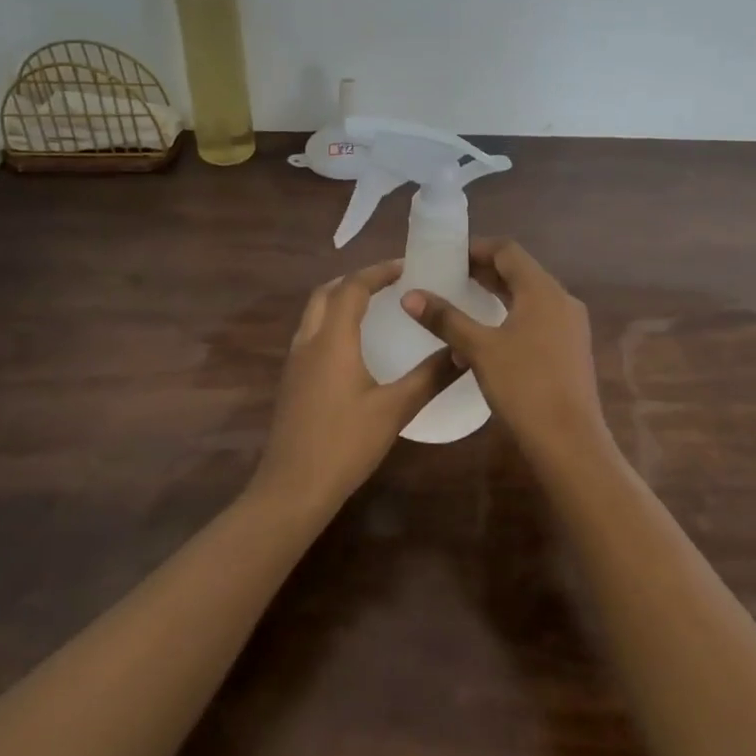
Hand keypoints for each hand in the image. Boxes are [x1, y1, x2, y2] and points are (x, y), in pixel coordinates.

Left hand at [251, 260, 456, 518]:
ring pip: (314, 314)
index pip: (352, 288)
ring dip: (339, 300)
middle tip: (388, 283)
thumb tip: (464, 351)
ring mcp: (294, 362)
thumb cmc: (345, 444)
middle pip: (325, 293)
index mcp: (332, 340)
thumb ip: (430, 377)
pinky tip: (353, 346)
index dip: (378, 272)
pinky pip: (310, 335)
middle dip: (355, 280)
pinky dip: (331, 323)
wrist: (293, 488)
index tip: (406, 267)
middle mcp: (308, 342)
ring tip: (373, 307)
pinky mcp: (291, 382)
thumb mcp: (395, 409)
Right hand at [402, 239, 609, 462]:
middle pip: (520, 272)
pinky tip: (489, 335)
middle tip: (449, 276)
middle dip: (484, 271)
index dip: (477, 248)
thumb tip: (410, 295)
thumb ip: (446, 319)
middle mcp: (561, 300)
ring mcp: (570, 326)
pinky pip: (538, 318)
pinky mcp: (570, 349)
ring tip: (463, 301)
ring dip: (498, 294)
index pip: (508, 251)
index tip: (447, 256)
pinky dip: (512, 315)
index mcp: (542, 290)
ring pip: (529, 297)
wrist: (570, 442)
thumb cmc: (524, 387)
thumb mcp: (480, 350)